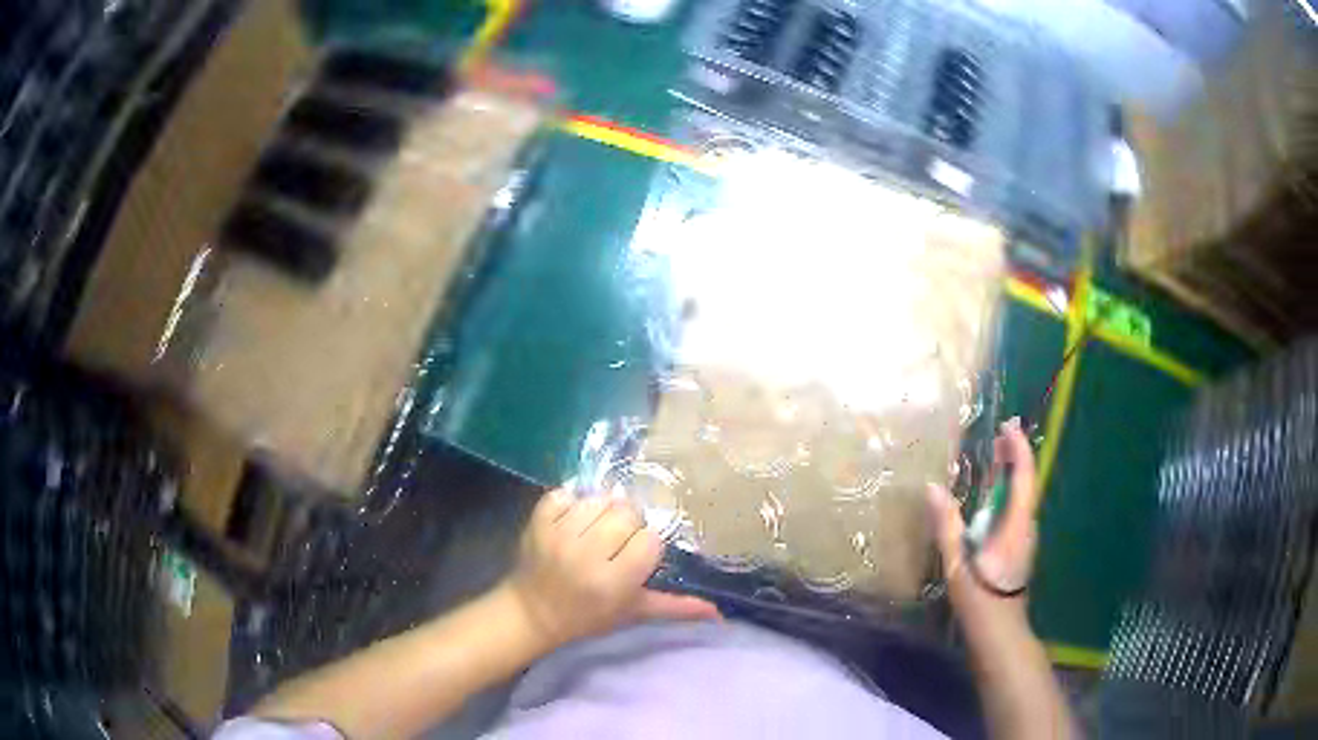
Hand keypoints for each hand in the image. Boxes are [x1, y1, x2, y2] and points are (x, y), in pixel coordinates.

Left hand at [504, 489, 719, 648]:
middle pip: (626, 513)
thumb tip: (720, 614)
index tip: (632, 558)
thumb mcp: (632, 613)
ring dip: (600, 511)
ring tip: (593, 532)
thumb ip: (675, 608)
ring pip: (599, 499)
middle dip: (625, 525)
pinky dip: (571, 502)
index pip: (649, 540)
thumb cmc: (587, 616)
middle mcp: (586, 555)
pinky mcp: (537, 520)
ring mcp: (558, 534)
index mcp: (613, 581)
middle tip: (613, 543)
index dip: (644, 546)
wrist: (532, 612)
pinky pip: (566, 493)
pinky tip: (571, 522)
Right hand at [927, 418, 1039, 623]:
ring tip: (997, 457)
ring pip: (1023, 497)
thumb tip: (933, 488)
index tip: (1008, 426)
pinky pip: (1017, 510)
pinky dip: (1008, 493)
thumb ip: (947, 526)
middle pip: (1026, 483)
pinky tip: (993, 497)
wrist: (1000, 633)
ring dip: (1012, 474)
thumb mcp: (957, 565)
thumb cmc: (979, 600)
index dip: (1018, 449)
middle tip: (1001, 433)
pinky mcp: (1020, 548)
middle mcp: (1026, 526)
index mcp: (1015, 526)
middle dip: (1015, 456)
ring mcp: (1025, 538)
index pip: (1023, 478)